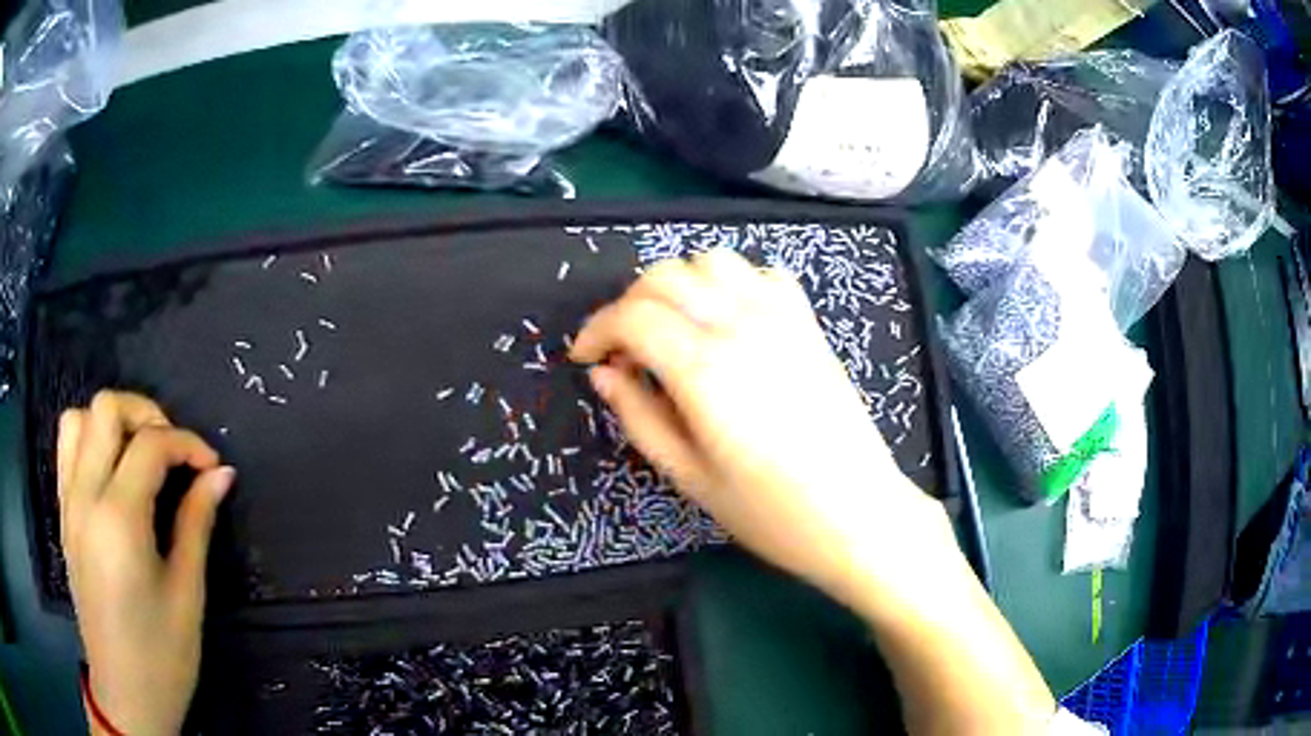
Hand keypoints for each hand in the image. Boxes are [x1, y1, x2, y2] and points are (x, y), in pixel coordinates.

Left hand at [58, 391, 233, 735]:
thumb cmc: (162, 657)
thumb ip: (197, 523)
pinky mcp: (64, 516)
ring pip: (79, 418)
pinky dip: (90, 440)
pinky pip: (67, 449)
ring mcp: (69, 504)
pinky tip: (113, 473)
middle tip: (174, 451)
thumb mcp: (187, 595)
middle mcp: (85, 497)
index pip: (150, 445)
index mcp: (119, 520)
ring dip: (112, 423)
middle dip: (146, 413)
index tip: (212, 466)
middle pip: (107, 409)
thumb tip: (221, 474)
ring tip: (139, 455)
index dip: (187, 443)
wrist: (125, 694)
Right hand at [570, 250, 953, 610]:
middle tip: (623, 351)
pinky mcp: (809, 324)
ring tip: (673, 330)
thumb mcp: (689, 476)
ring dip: (679, 286)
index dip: (596, 330)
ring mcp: (782, 318)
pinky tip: (728, 322)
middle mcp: (741, 325)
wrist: (859, 514)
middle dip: (629, 304)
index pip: (632, 315)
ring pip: (712, 261)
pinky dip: (732, 284)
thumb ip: (639, 416)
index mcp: (704, 368)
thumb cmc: (770, 511)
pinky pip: (762, 274)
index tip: (586, 359)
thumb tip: (605, 374)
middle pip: (665, 276)